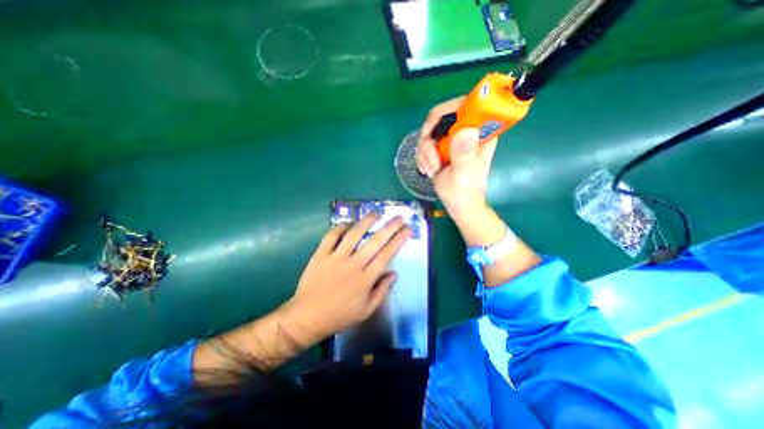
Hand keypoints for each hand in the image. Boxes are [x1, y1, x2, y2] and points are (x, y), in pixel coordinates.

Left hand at [284, 212, 411, 346]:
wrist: (307, 317)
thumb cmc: (339, 316)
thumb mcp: (366, 310)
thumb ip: (382, 291)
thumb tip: (394, 273)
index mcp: (365, 280)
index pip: (386, 255)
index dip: (398, 240)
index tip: (407, 230)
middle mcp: (353, 265)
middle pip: (374, 241)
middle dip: (389, 227)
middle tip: (399, 217)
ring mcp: (335, 258)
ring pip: (354, 234)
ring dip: (367, 221)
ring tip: (377, 213)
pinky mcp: (320, 255)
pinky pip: (331, 236)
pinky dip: (341, 227)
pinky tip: (349, 224)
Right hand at [416, 96, 499, 210]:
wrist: (458, 203)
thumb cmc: (464, 191)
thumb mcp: (464, 174)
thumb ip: (464, 154)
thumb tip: (465, 131)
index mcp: (480, 132)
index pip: (464, 105)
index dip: (444, 112)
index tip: (431, 134)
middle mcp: (466, 131)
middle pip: (439, 118)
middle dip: (429, 141)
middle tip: (431, 160)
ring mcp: (452, 139)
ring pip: (428, 133)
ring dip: (425, 153)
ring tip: (432, 170)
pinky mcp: (442, 147)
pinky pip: (424, 144)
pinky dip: (422, 157)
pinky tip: (429, 170)